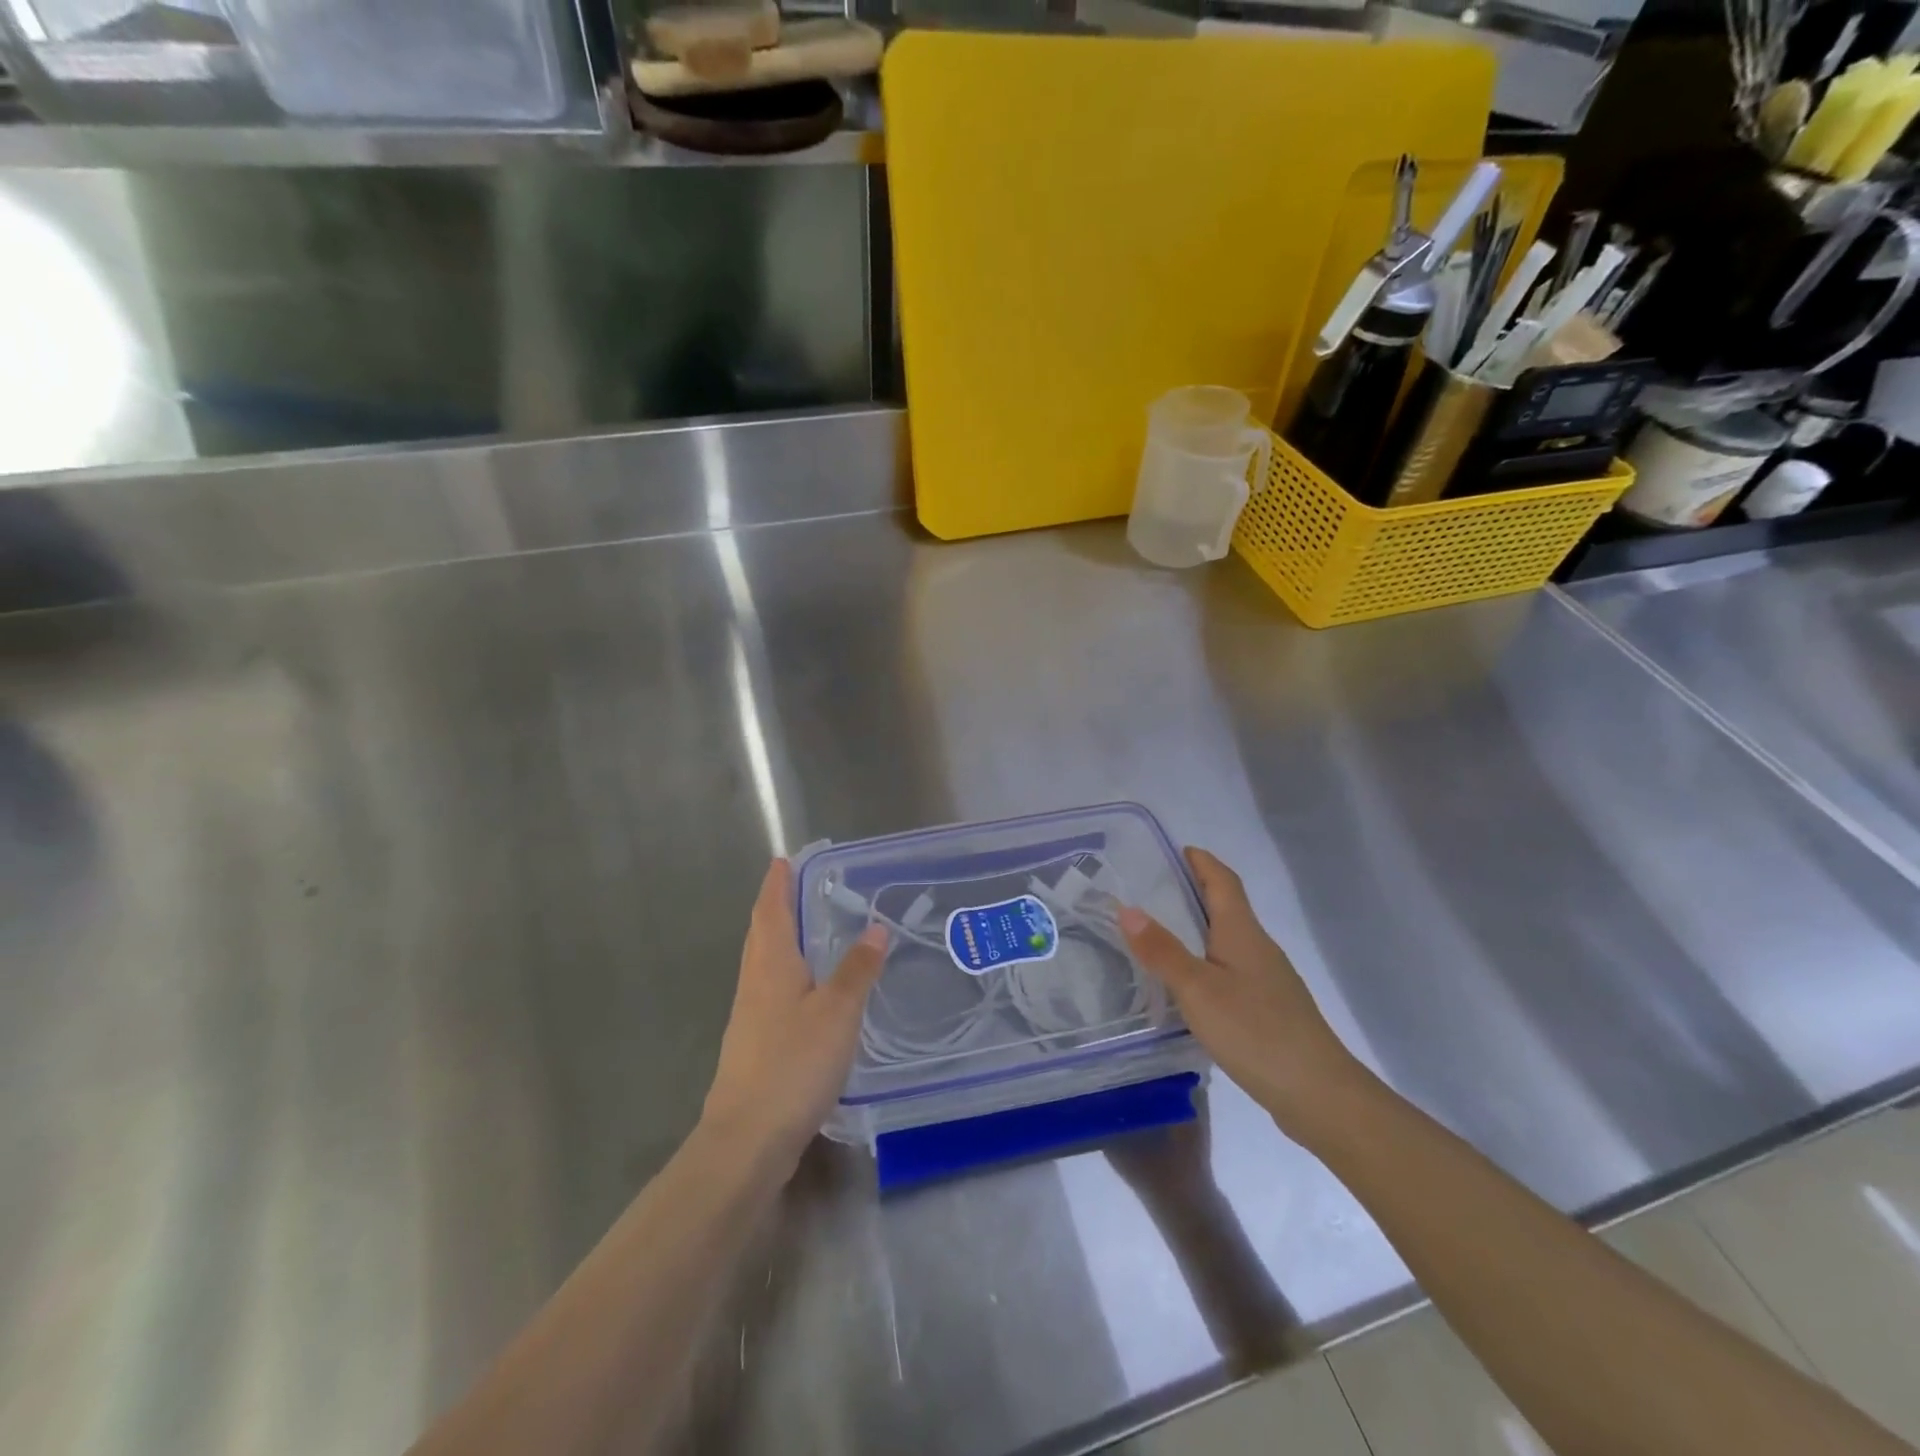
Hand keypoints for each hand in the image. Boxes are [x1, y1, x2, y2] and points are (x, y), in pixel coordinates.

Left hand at [701, 859, 887, 1168]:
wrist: (747, 1139)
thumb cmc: (792, 1064)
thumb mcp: (837, 1012)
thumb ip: (857, 969)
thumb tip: (875, 926)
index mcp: (770, 965)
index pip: (770, 910)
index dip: (777, 883)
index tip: (784, 859)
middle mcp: (754, 982)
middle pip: (761, 933)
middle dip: (776, 906)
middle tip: (799, 886)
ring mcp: (749, 1016)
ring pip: (763, 962)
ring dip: (780, 938)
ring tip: (807, 930)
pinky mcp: (754, 1044)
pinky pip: (770, 990)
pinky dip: (786, 973)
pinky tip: (806, 990)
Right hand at [1118, 847, 1366, 1140]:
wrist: (1318, 1094)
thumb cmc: (1255, 1030)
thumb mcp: (1197, 989)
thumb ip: (1161, 950)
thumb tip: (1127, 907)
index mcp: (1242, 932)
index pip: (1224, 881)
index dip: (1202, 862)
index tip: (1178, 849)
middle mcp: (1259, 948)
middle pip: (1228, 907)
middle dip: (1196, 891)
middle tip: (1154, 889)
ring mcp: (1269, 980)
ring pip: (1230, 940)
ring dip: (1201, 927)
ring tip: (1163, 933)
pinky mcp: (1270, 1009)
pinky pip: (1233, 970)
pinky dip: (1208, 962)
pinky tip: (1191, 985)